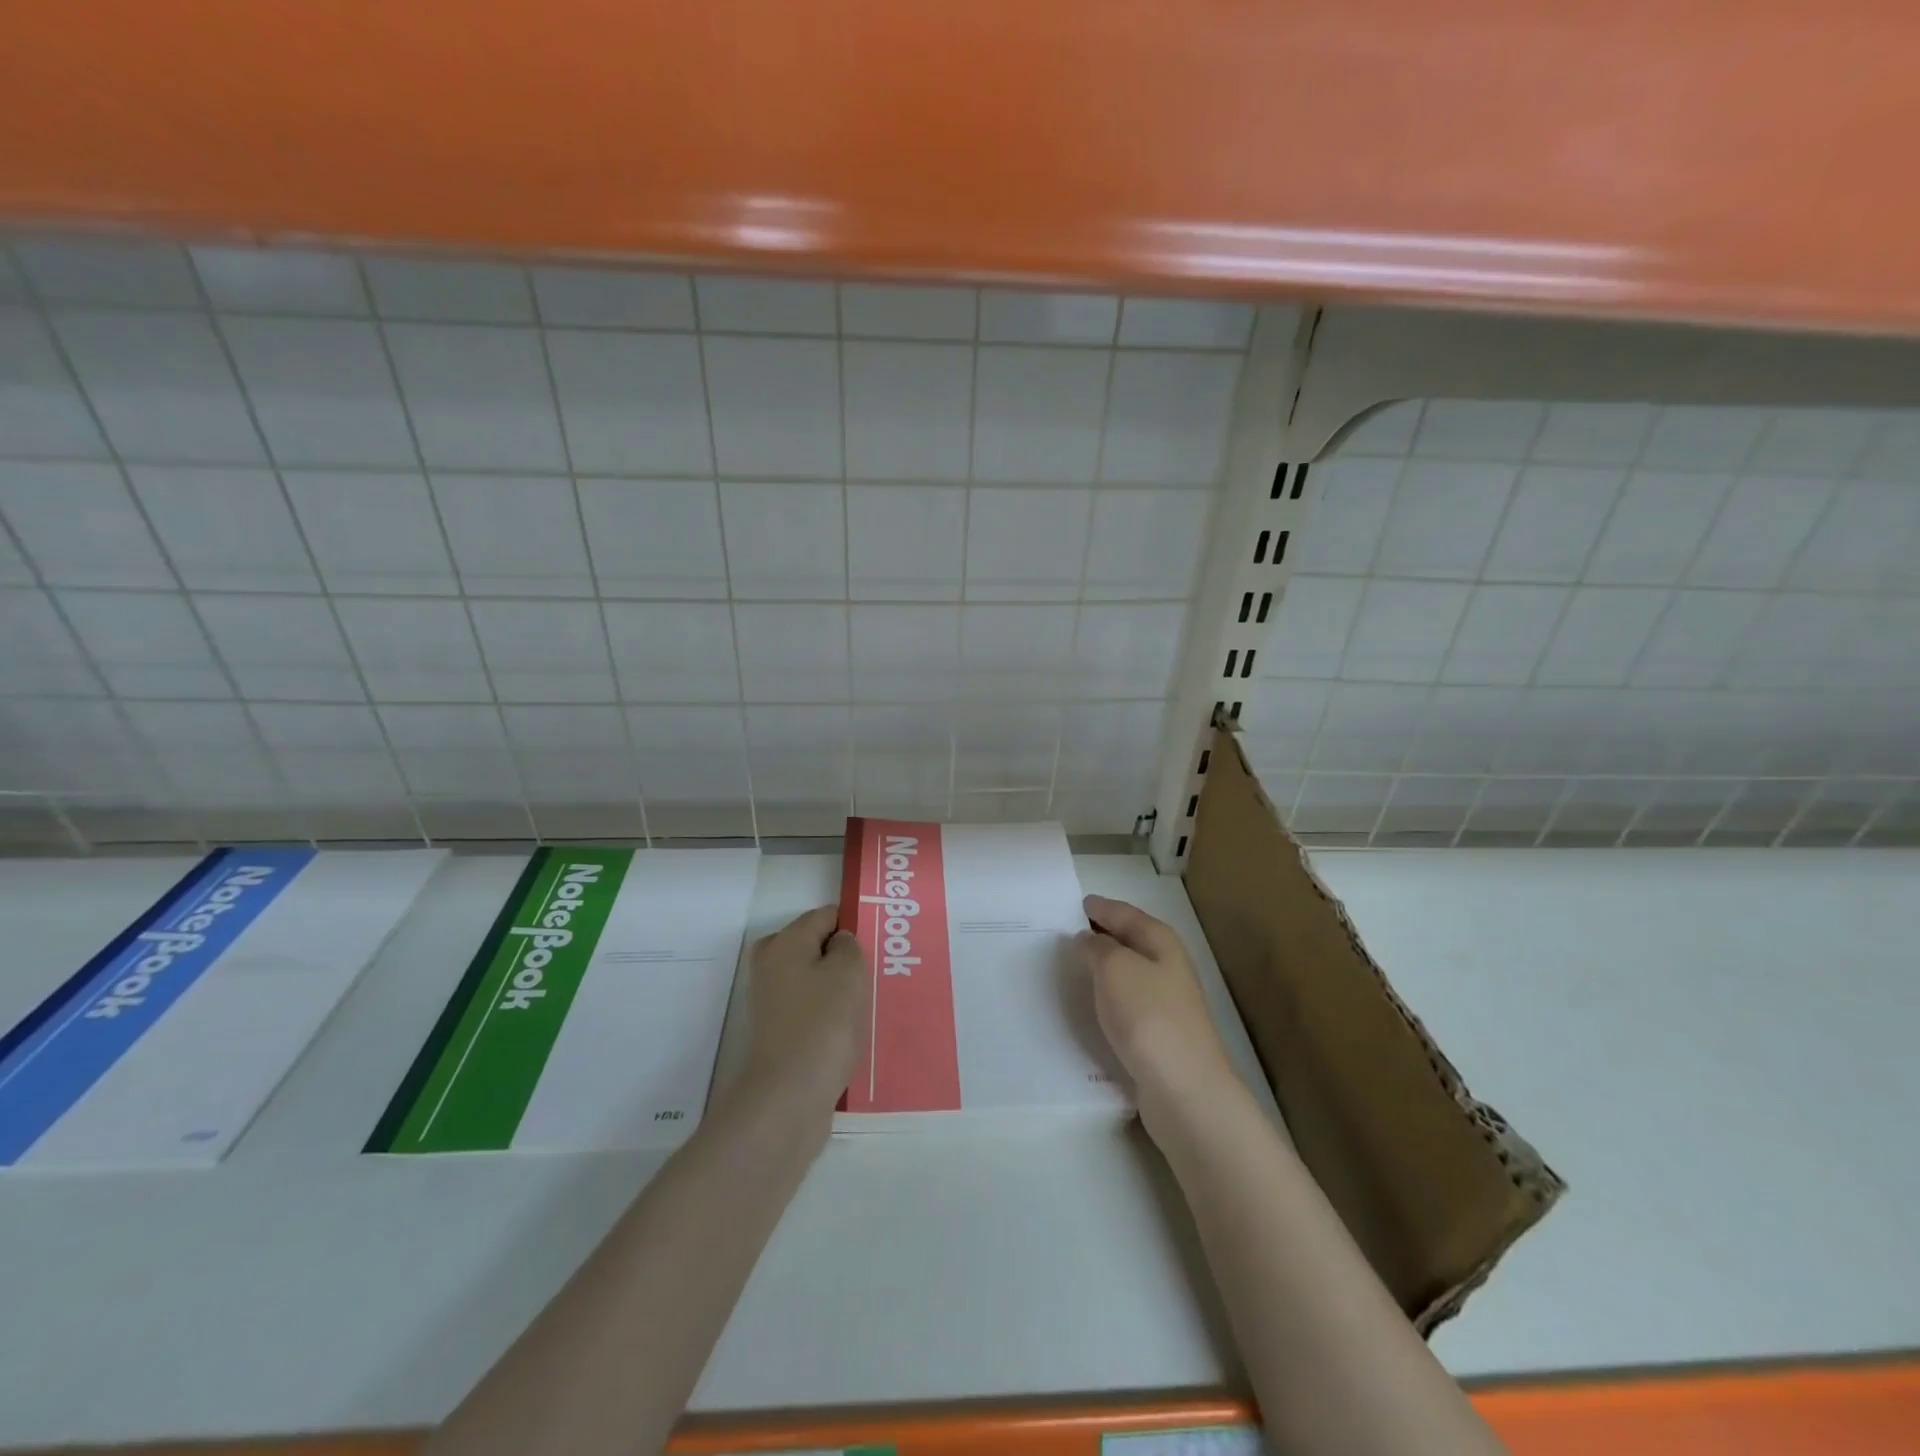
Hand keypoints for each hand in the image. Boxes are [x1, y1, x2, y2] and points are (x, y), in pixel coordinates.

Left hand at [737, 906, 868, 1125]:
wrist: (789, 1097)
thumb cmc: (823, 1024)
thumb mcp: (848, 971)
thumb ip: (848, 945)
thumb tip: (839, 944)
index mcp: (785, 942)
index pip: (825, 915)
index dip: (853, 925)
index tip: (879, 944)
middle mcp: (771, 965)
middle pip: (815, 947)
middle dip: (844, 957)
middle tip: (875, 973)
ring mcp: (771, 1001)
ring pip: (814, 979)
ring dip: (839, 988)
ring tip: (869, 1003)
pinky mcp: (778, 1031)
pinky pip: (811, 1009)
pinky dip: (829, 1014)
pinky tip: (851, 1030)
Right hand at [1077, 894, 1234, 1136]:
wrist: (1184, 1088)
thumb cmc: (1148, 1016)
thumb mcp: (1115, 968)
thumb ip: (1097, 947)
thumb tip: (1088, 939)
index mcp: (1160, 941)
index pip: (1126, 913)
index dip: (1101, 907)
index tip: (1077, 904)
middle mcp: (1167, 966)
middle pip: (1130, 940)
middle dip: (1102, 934)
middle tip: (1067, 931)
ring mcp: (1166, 1001)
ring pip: (1128, 972)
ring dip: (1104, 966)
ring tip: (1073, 964)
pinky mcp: (1158, 1033)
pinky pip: (1126, 1001)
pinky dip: (1108, 995)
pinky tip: (1091, 1003)